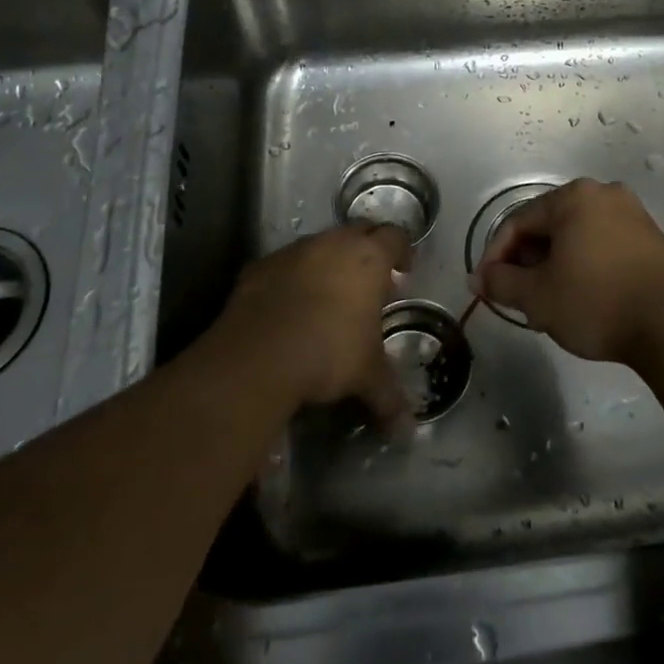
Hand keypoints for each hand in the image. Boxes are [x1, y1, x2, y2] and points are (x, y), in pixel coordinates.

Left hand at [221, 224, 410, 421]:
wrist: (257, 356)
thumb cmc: (328, 354)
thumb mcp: (366, 376)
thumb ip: (389, 396)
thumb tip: (407, 432)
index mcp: (368, 258)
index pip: (395, 237)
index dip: (402, 251)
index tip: (403, 269)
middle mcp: (333, 244)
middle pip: (359, 232)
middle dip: (367, 251)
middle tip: (370, 282)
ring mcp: (294, 252)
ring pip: (320, 245)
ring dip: (329, 262)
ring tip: (329, 295)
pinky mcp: (260, 266)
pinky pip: (286, 264)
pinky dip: (293, 277)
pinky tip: (289, 306)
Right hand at [475, 179, 663, 366]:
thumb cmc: (596, 302)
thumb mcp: (538, 297)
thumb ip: (501, 283)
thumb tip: (479, 278)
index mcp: (573, 197)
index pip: (518, 222)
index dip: (495, 256)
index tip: (485, 287)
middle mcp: (603, 193)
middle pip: (549, 225)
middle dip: (526, 260)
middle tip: (515, 296)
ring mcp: (632, 213)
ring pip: (576, 235)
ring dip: (554, 264)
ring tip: (546, 300)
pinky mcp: (650, 237)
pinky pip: (602, 243)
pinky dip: (583, 263)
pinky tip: (580, 294)